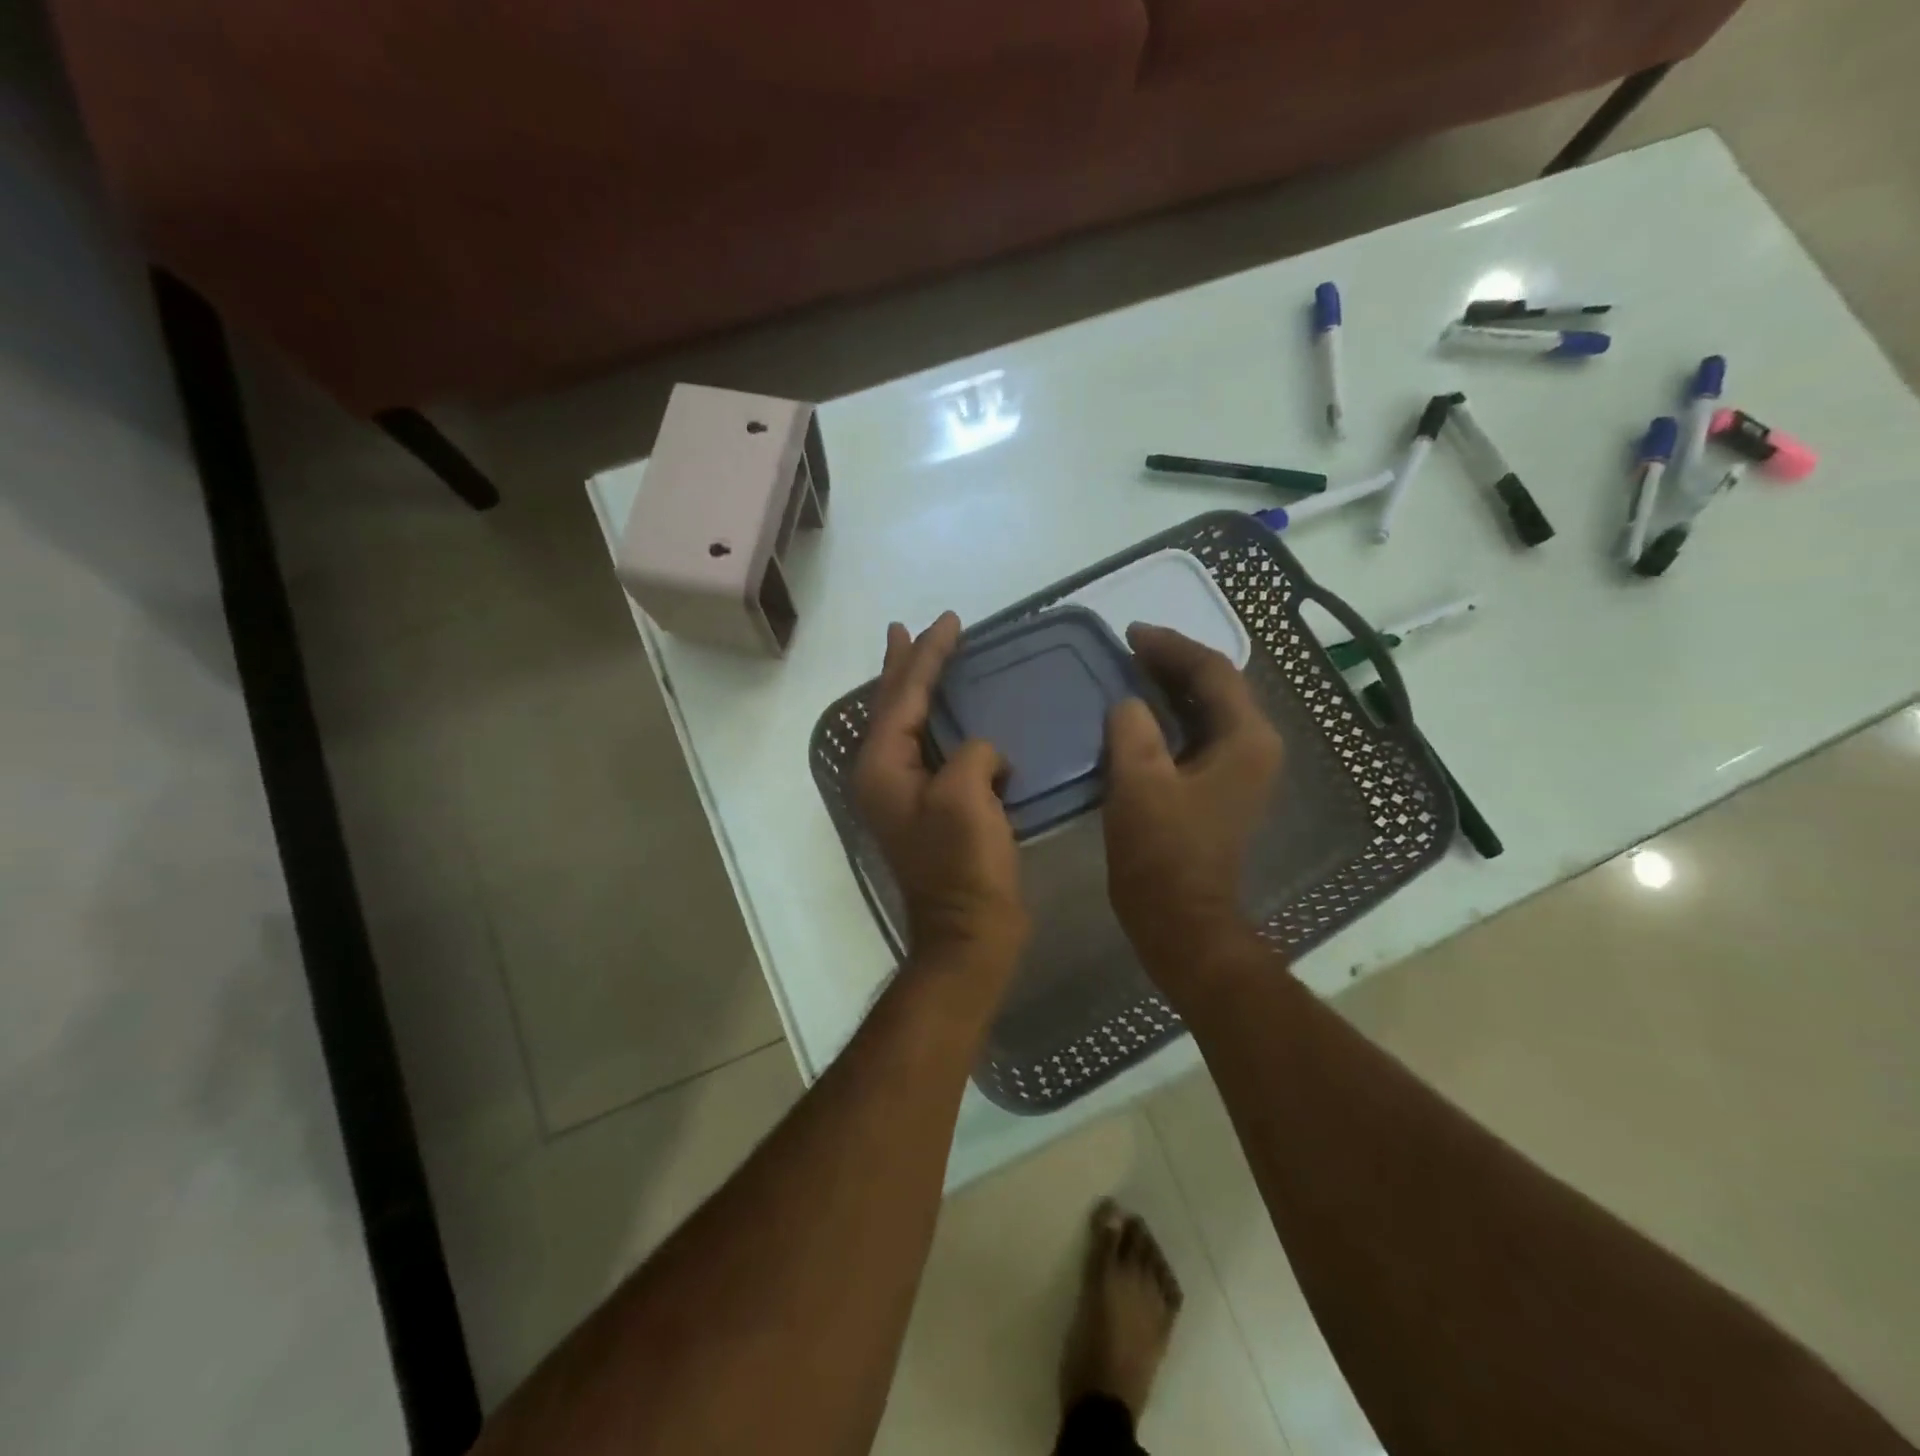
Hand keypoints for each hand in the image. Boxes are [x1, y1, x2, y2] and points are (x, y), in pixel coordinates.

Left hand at [852, 612, 1029, 965]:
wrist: (969, 932)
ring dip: (917, 692)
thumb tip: (984, 754)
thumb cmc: (962, 865)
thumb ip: (973, 753)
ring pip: (909, 727)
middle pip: (892, 706)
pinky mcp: (928, 810)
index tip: (947, 620)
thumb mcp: (967, 797)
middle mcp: (883, 775)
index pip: (903, 696)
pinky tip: (955, 720)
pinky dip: (941, 726)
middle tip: (908, 628)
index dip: (926, 655)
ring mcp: (903, 795)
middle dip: (904, 666)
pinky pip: (931, 751)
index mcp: (882, 766)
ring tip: (923, 659)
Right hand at [1103, 624, 1283, 979]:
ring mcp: (1242, 771)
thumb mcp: (1139, 783)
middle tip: (1128, 648)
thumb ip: (1133, 729)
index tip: (1130, 634)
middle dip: (1173, 663)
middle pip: (1218, 687)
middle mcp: (1255, 748)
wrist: (1181, 920)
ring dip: (1172, 689)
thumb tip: (1129, 704)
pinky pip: (1200, 736)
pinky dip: (1172, 718)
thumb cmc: (1162, 853)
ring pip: (1209, 711)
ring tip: (1131, 672)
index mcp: (1247, 740)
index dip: (1171, 647)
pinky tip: (1140, 715)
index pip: (1213, 672)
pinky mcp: (1222, 790)